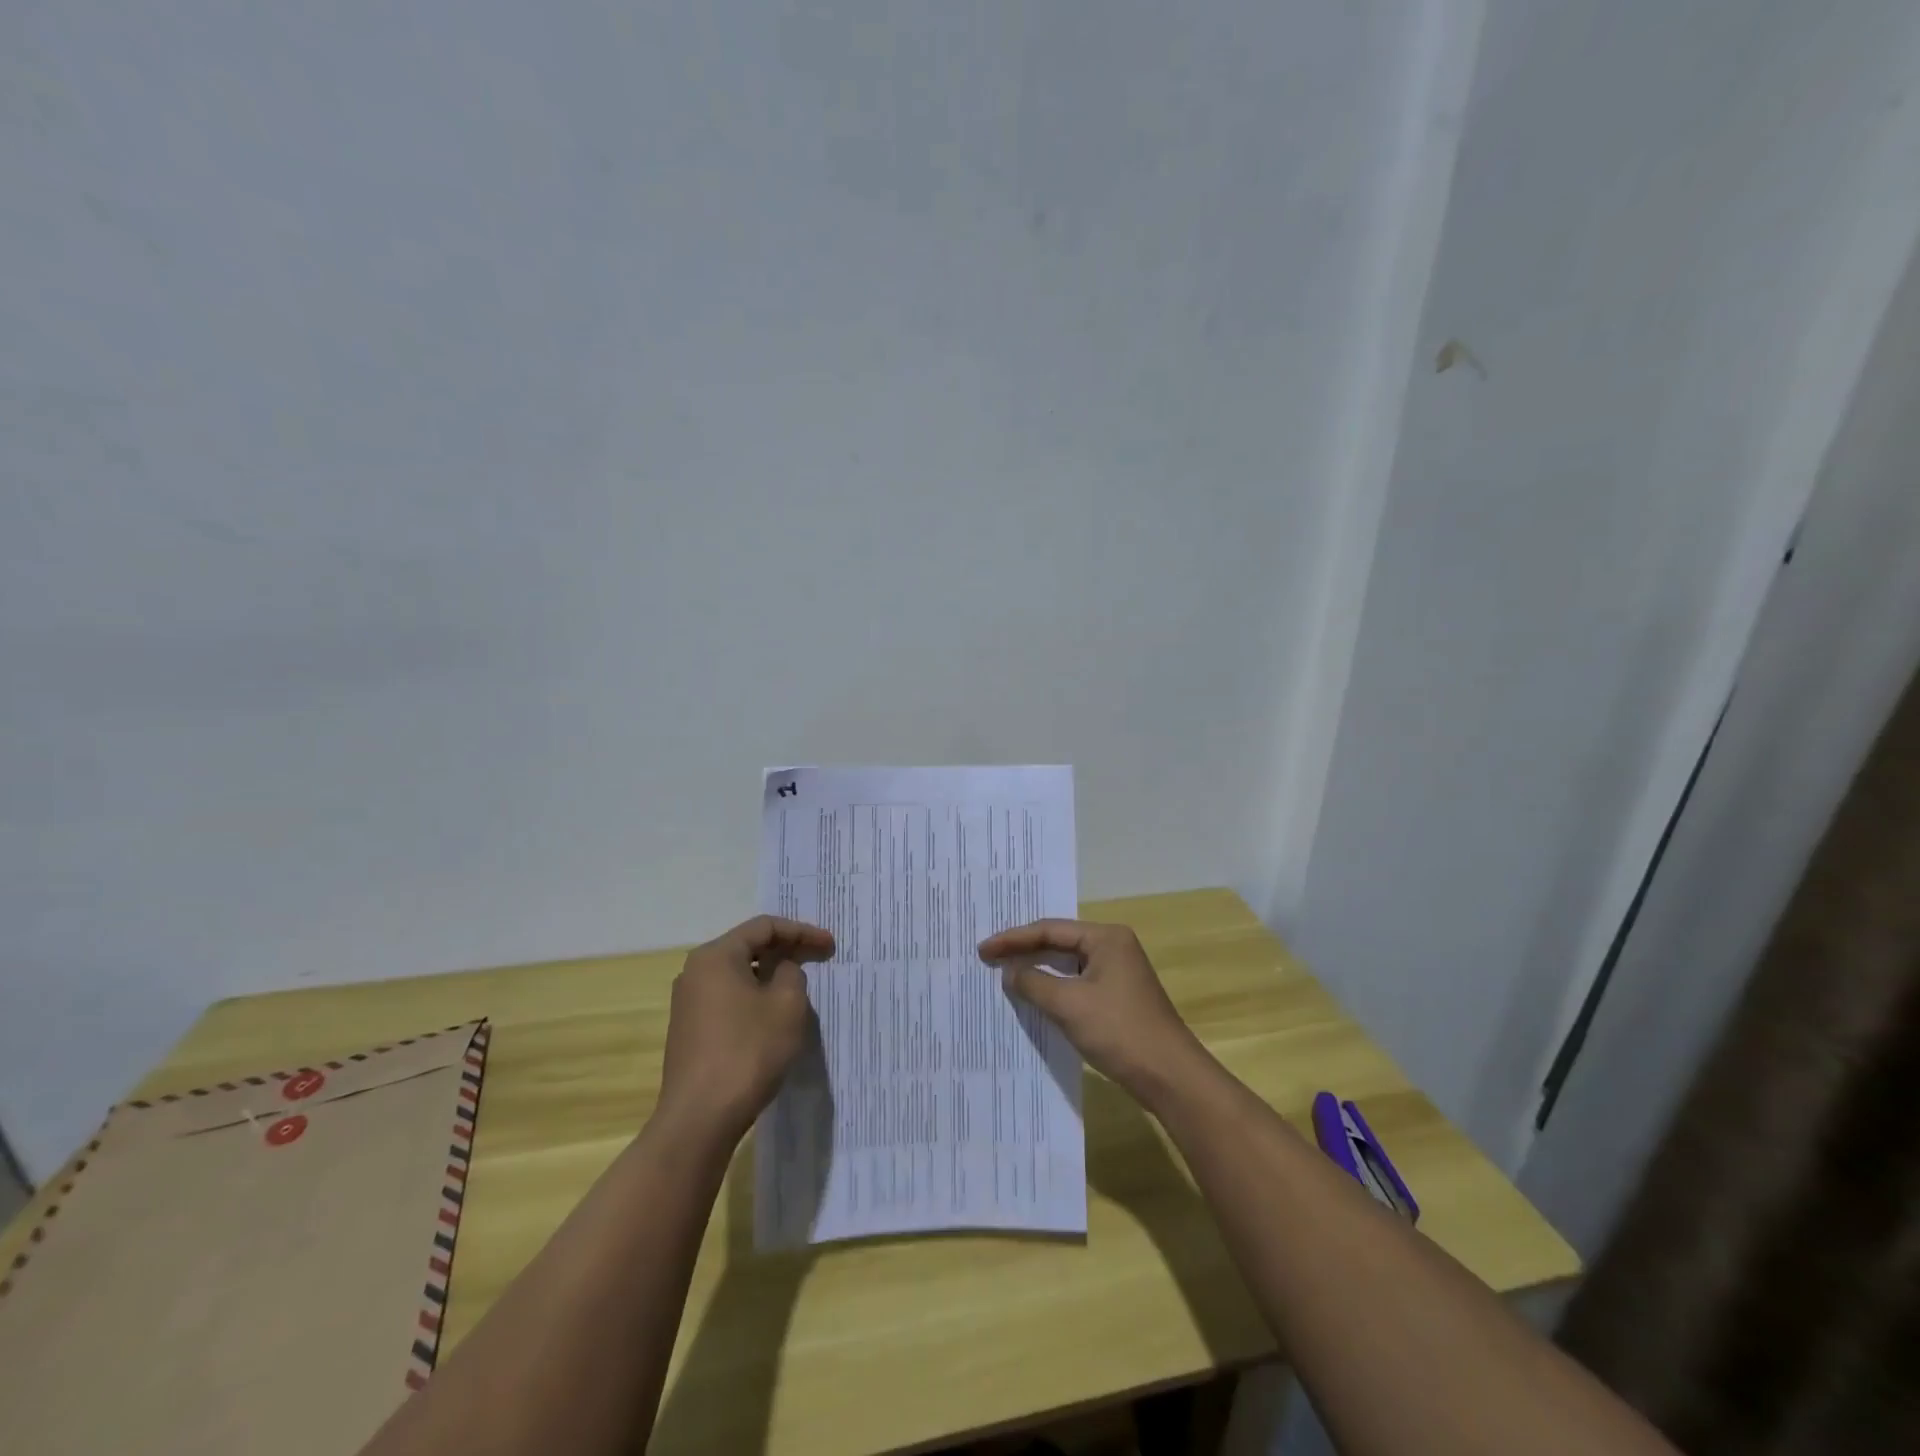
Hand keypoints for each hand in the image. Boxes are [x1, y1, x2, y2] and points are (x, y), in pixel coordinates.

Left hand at [657, 915, 835, 1140]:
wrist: (699, 1119)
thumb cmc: (748, 1051)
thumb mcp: (787, 1005)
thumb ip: (792, 973)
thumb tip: (781, 971)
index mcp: (716, 956)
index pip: (765, 927)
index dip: (802, 932)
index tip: (830, 946)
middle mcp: (696, 972)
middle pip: (748, 947)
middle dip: (787, 951)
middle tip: (819, 960)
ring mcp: (688, 1003)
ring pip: (739, 975)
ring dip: (771, 976)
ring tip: (800, 987)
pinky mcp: (690, 1031)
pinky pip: (729, 999)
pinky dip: (755, 998)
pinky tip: (774, 1016)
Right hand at [977, 919, 1205, 1104]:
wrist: (1170, 1076)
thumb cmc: (1119, 1031)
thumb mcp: (1069, 1005)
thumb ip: (1034, 983)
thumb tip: (1009, 972)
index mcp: (1106, 937)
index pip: (1050, 930)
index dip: (1013, 940)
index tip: (983, 950)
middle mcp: (1114, 947)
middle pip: (1059, 942)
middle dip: (1024, 951)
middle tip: (990, 958)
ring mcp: (1118, 973)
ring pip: (1068, 965)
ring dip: (1038, 971)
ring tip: (1005, 974)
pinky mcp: (1118, 998)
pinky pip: (1077, 984)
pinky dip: (1054, 988)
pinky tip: (1035, 998)